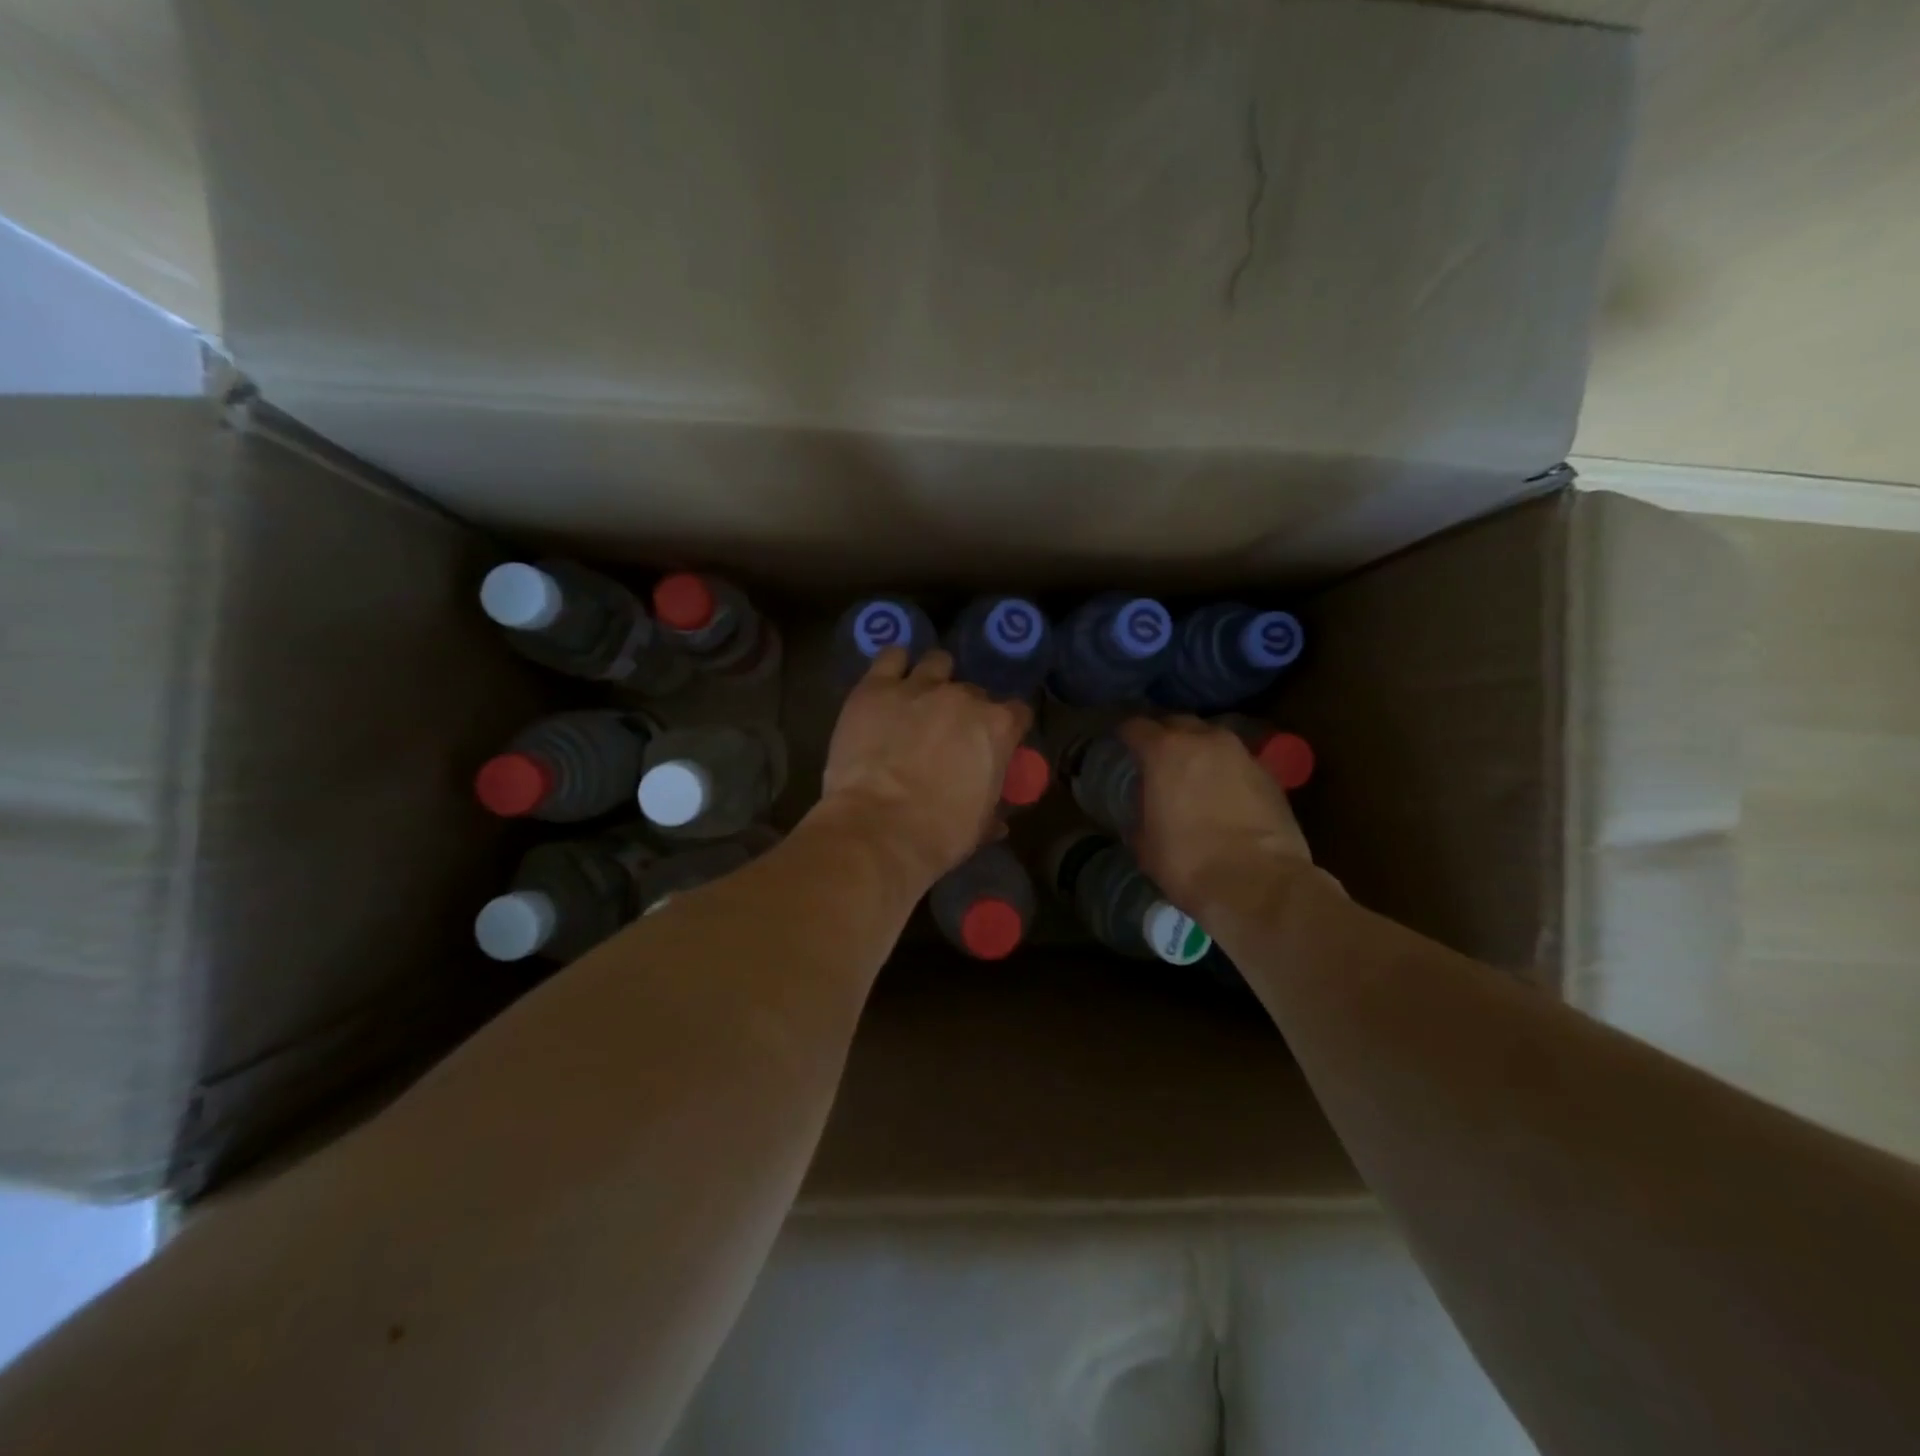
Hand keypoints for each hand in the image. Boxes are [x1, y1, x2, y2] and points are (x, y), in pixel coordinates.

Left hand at [818, 648, 1031, 889]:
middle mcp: (963, 697)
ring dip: (934, 678)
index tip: (996, 742)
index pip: (1017, 712)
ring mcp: (918, 687)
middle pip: (973, 692)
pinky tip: (891, 680)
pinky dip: (894, 665)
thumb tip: (998, 821)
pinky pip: (891, 657)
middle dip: (964, 710)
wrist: (878, 829)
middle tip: (948, 733)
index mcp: (997, 727)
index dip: (1007, 727)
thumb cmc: (939, 834)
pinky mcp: (875, 688)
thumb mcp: (978, 826)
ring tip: (920, 699)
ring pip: (936, 663)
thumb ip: (992, 810)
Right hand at [1118, 716, 1313, 917]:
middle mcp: (1204, 740)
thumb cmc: (1189, 863)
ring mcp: (1241, 754)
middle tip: (1156, 757)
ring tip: (1192, 773)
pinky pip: (1237, 761)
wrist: (1259, 884)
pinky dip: (1225, 770)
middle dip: (1164, 735)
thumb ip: (1141, 813)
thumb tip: (1146, 810)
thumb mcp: (1144, 844)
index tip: (1120, 744)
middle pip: (1178, 723)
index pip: (1136, 726)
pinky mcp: (1269, 774)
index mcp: (1164, 751)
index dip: (1125, 734)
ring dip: (1199, 750)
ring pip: (1212, 738)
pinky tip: (1223, 792)